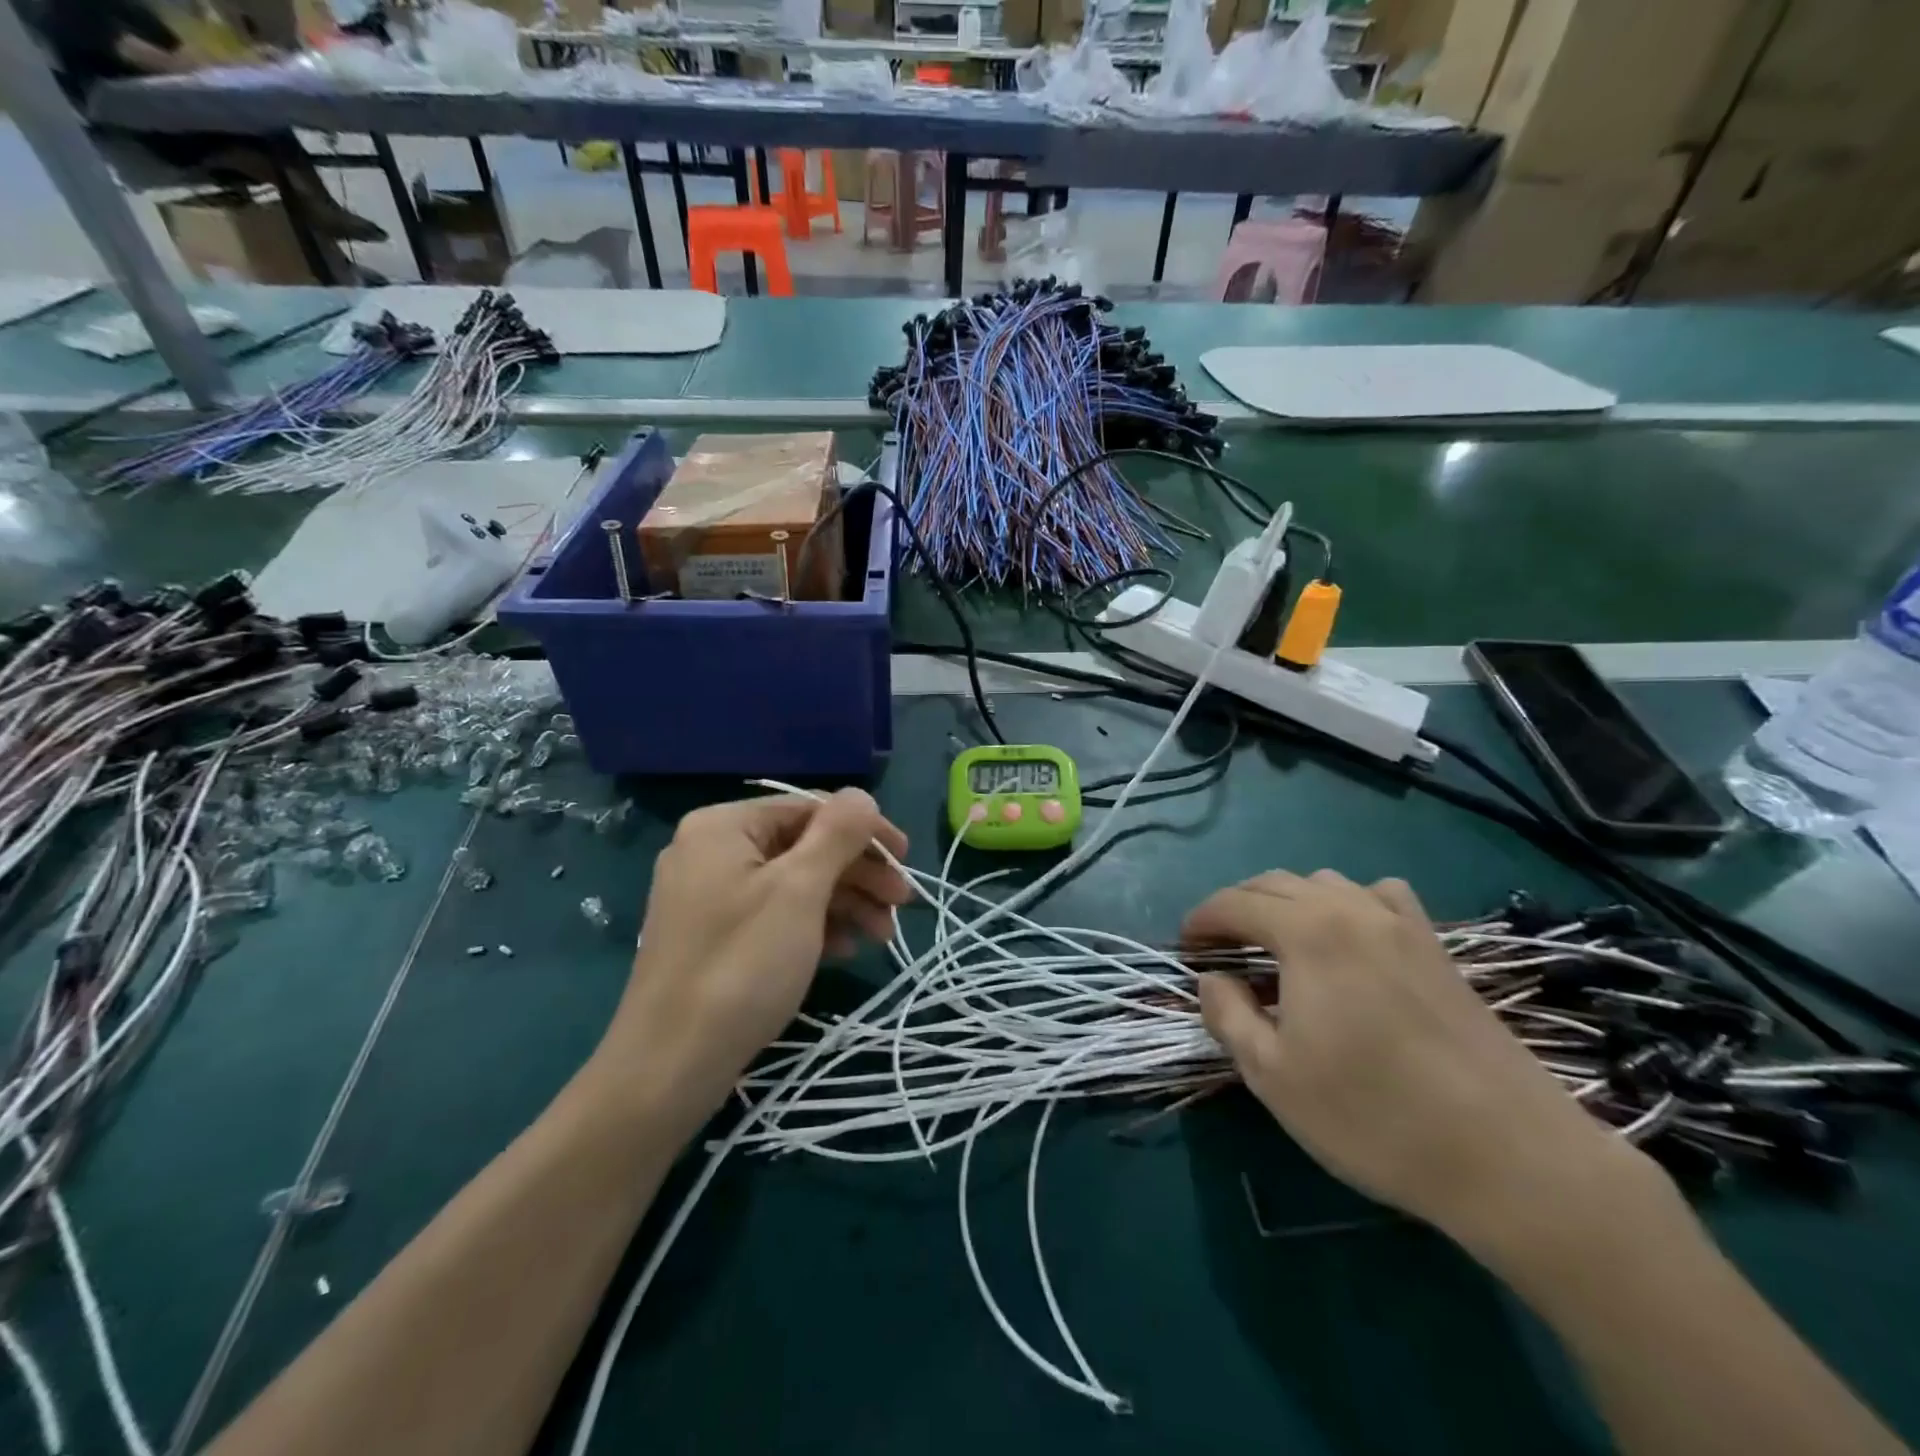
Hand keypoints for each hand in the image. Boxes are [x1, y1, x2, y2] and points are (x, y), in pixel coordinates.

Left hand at [599, 790, 910, 1114]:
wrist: (668, 1067)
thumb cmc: (741, 966)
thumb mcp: (798, 890)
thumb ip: (837, 833)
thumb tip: (861, 795)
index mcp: (724, 826)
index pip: (810, 809)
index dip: (865, 830)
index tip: (906, 860)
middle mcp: (712, 850)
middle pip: (804, 846)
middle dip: (858, 873)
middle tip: (902, 904)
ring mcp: (709, 895)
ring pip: (793, 883)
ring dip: (844, 902)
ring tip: (882, 936)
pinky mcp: (714, 935)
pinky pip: (774, 913)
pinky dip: (813, 925)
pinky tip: (844, 949)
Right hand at [1189, 870, 1656, 1253]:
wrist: (1511, 1158)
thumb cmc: (1373, 1116)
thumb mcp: (1273, 1075)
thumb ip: (1227, 1015)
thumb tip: (1213, 979)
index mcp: (1307, 932)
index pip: (1233, 903)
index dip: (1200, 921)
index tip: (1184, 950)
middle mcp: (1351, 909)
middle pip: (1274, 883)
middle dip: (1236, 908)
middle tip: (1220, 950)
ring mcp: (1401, 923)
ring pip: (1325, 883)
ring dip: (1286, 903)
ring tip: (1277, 946)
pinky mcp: (1437, 947)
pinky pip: (1380, 896)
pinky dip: (1347, 903)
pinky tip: (1350, 936)